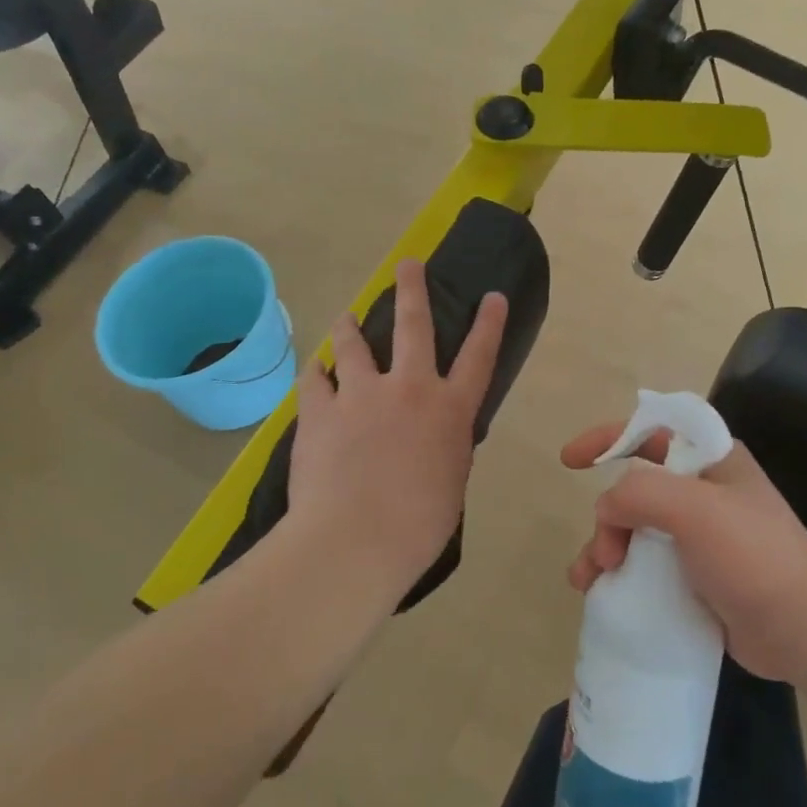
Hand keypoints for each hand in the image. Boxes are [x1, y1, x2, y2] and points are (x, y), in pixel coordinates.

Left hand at [287, 259, 508, 590]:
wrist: (355, 542)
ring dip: (350, 326)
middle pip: (414, 325)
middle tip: (407, 265)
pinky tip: (315, 371)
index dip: (489, 324)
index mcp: (449, 411)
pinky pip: (315, 379)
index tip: (492, 296)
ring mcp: (361, 394)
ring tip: (346, 317)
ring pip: (354, 343)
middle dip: (412, 289)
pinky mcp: (319, 410)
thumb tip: (431, 436)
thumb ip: (443, 447)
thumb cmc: (417, 526)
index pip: (479, 357)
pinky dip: (317, 374)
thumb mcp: (449, 483)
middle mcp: (409, 389)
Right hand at [561, 424, 806, 681]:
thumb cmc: (753, 556)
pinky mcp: (697, 576)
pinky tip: (602, 596)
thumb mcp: (695, 509)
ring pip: (634, 530)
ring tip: (586, 582)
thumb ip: (641, 492)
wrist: (804, 631)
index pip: (651, 431)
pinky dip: (620, 575)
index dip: (609, 437)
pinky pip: (646, 565)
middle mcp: (703, 492)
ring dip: (604, 549)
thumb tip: (607, 508)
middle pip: (635, 488)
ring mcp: (700, 536)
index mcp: (711, 460)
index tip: (570, 459)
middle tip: (606, 554)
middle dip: (607, 516)